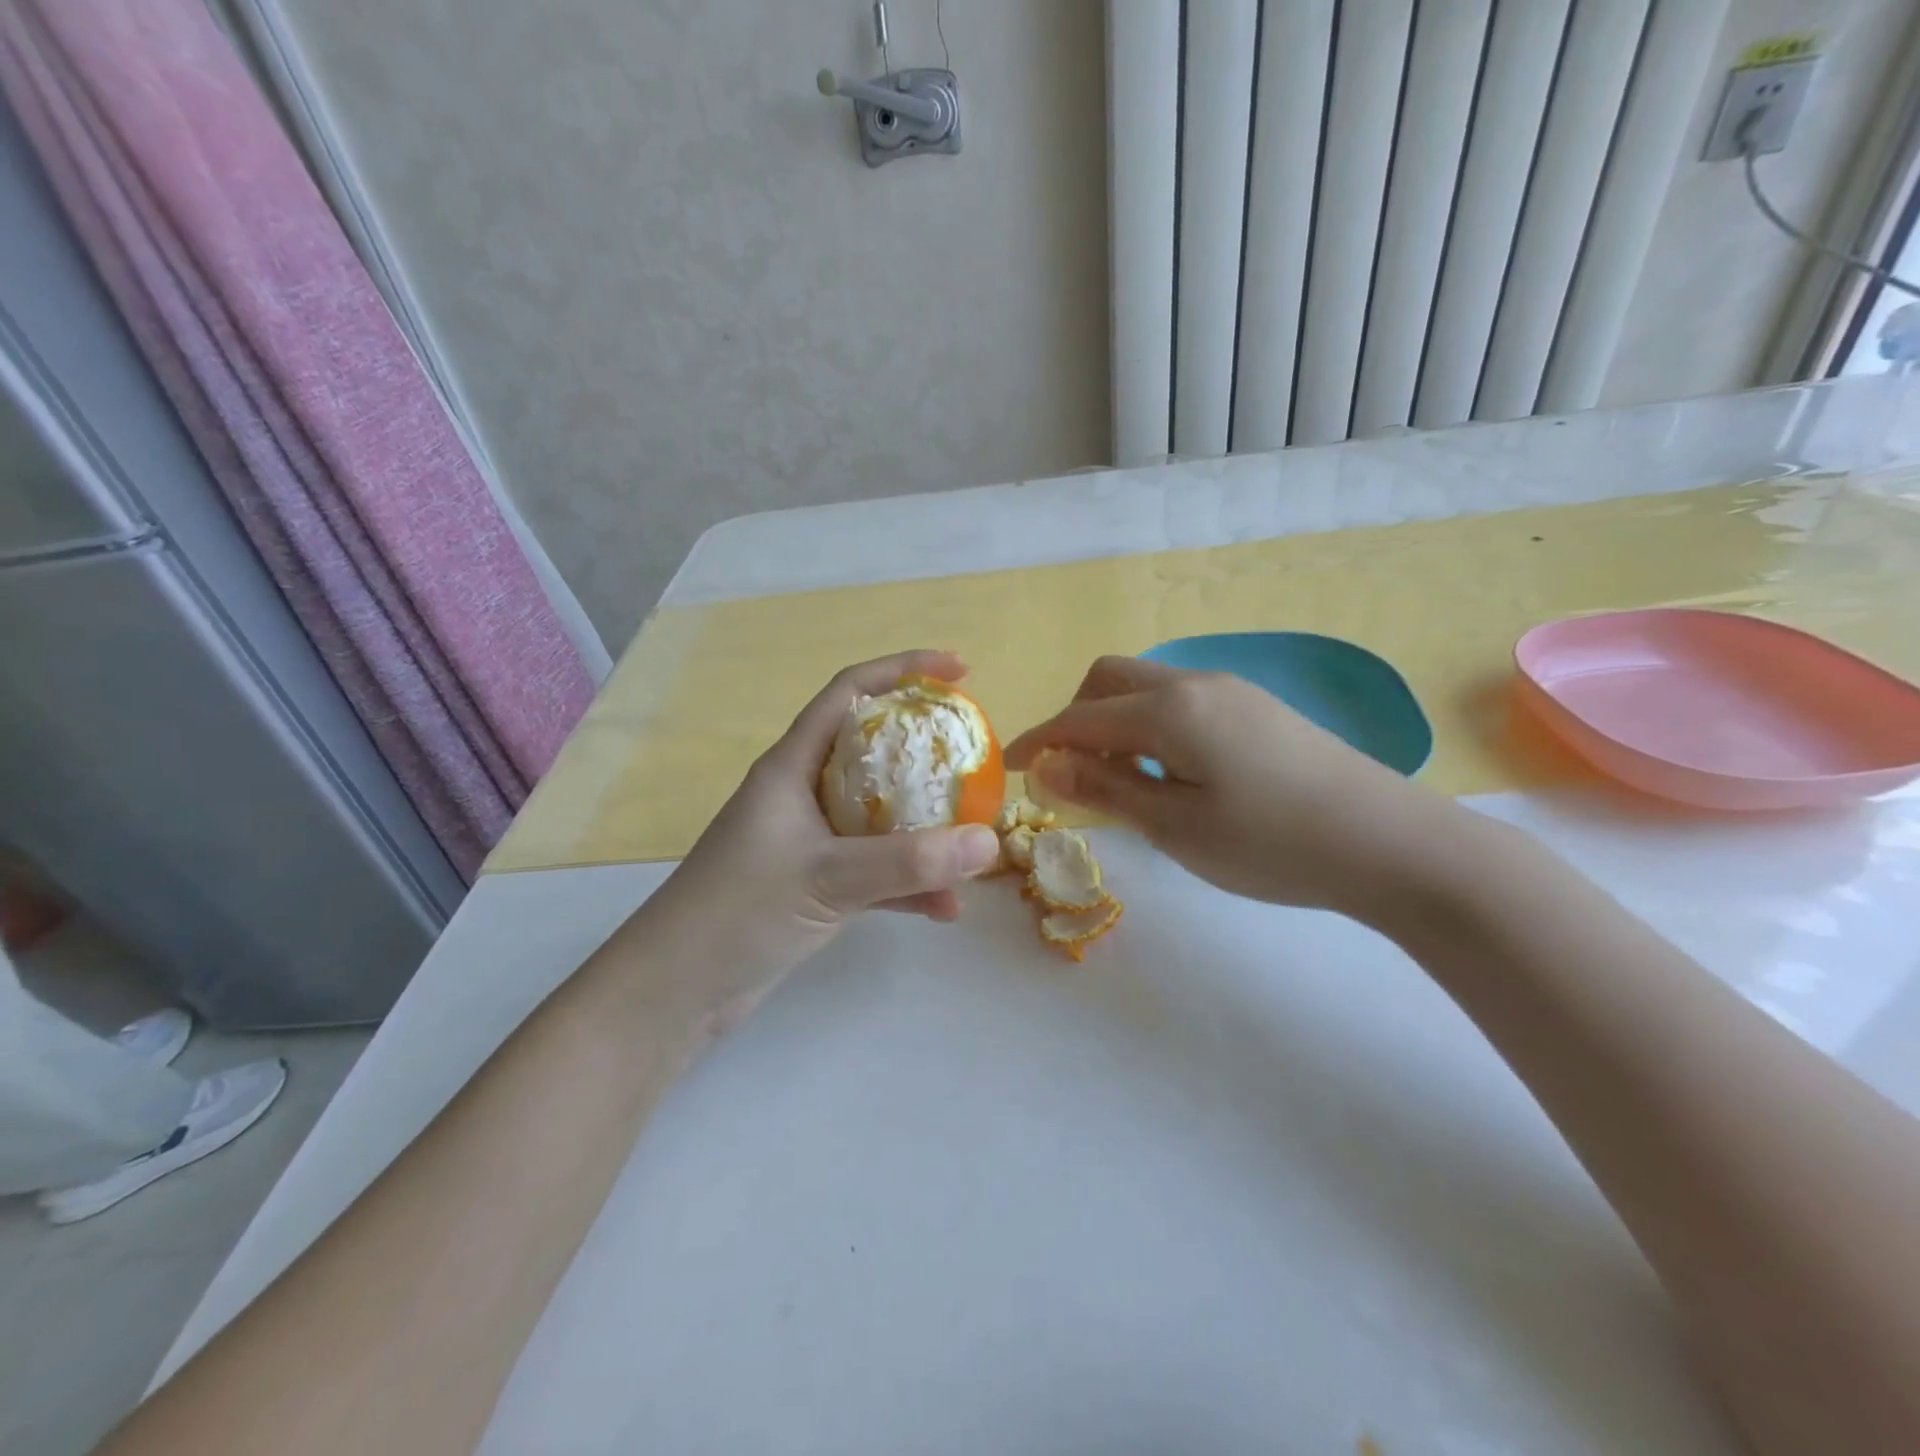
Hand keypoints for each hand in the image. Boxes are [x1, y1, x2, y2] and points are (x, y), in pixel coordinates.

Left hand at [634, 651, 1002, 1024]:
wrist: (676, 991)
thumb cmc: (738, 912)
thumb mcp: (828, 877)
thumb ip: (909, 861)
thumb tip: (989, 841)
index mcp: (793, 766)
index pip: (850, 692)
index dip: (904, 670)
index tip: (960, 671)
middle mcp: (803, 794)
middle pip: (874, 750)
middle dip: (927, 750)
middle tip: (975, 757)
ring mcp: (809, 841)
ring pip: (880, 815)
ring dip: (925, 826)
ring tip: (973, 839)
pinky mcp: (814, 885)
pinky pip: (875, 870)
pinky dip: (908, 883)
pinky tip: (945, 908)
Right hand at [1003, 656, 1467, 922]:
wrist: (1392, 844)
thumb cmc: (1272, 843)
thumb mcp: (1176, 826)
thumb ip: (1106, 787)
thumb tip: (1045, 764)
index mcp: (1169, 709)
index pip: (1080, 716)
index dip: (1039, 740)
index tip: (1010, 768)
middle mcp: (1195, 683)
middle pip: (1109, 678)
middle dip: (1075, 717)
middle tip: (1070, 772)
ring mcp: (1231, 690)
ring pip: (1147, 686)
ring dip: (1114, 720)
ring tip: (1118, 778)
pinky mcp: (1257, 708)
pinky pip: (1180, 700)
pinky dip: (1150, 724)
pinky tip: (1170, 770)